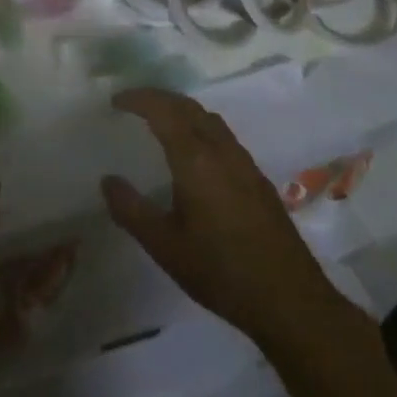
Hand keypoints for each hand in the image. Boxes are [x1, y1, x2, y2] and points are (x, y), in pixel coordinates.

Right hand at [102, 88, 362, 351]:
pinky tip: (194, 155)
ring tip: (159, 123)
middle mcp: (222, 151)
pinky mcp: (258, 178)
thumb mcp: (164, 246)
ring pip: (209, 119)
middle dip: (159, 98)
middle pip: (189, 107)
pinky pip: (223, 136)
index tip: (116, 101)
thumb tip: (107, 180)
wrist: (289, 299)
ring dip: (182, 110)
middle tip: (133, 105)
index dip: (139, 99)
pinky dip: (200, 127)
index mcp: (196, 160)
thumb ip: (132, 210)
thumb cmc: (220, 272)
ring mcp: (245, 163)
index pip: (164, 110)